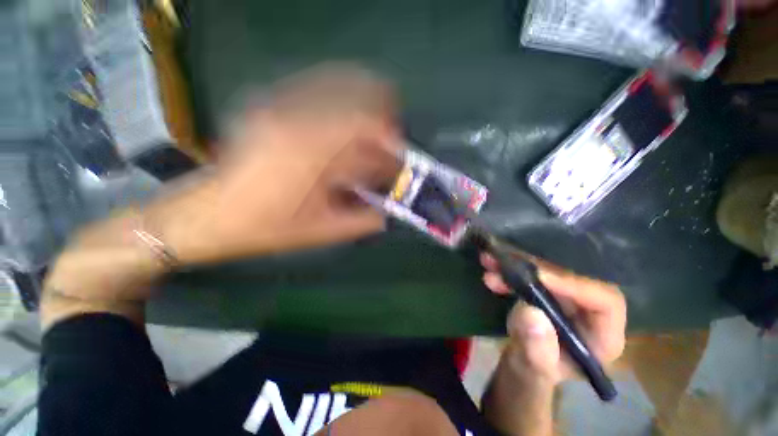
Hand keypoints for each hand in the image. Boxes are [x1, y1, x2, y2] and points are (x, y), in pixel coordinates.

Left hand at [148, 64, 402, 263]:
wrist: (210, 214)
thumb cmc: (267, 227)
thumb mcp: (322, 231)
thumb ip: (363, 221)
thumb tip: (389, 208)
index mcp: (311, 154)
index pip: (364, 127)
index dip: (389, 136)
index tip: (399, 151)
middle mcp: (295, 119)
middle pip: (354, 96)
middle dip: (381, 114)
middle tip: (389, 137)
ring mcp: (278, 106)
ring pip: (335, 84)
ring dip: (362, 101)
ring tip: (371, 126)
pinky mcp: (268, 105)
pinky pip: (314, 87)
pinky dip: (339, 97)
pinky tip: (344, 120)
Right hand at [481, 254, 625, 385]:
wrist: (520, 366)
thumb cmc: (533, 375)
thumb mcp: (533, 371)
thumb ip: (536, 350)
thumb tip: (530, 311)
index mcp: (601, 337)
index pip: (604, 301)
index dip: (573, 284)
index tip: (536, 275)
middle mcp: (588, 312)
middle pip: (570, 279)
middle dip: (533, 269)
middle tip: (502, 262)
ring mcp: (566, 299)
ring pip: (547, 272)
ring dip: (516, 264)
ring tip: (489, 261)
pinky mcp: (546, 291)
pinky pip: (530, 274)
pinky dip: (509, 269)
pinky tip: (490, 268)